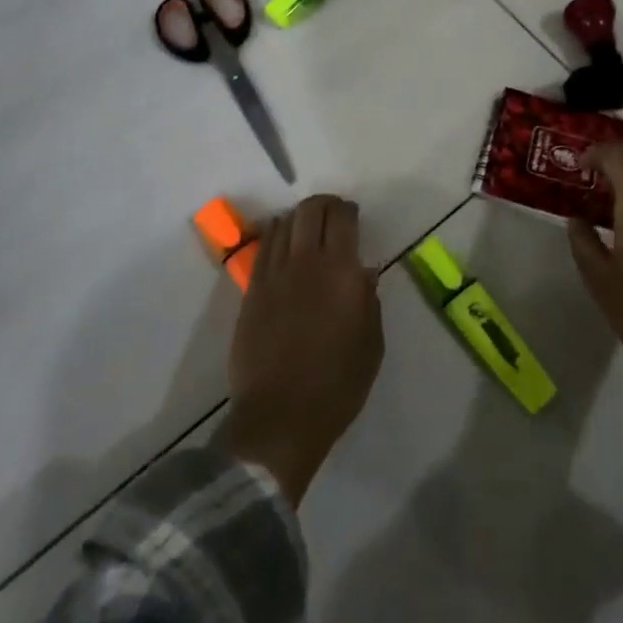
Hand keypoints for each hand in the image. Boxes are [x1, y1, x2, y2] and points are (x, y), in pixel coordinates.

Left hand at [227, 195, 383, 504]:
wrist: (280, 417)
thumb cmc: (337, 386)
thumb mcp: (371, 345)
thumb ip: (369, 301)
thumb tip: (363, 272)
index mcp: (341, 273)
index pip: (342, 219)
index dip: (348, 210)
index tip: (353, 215)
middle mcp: (306, 263)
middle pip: (310, 211)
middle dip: (323, 205)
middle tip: (332, 215)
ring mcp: (273, 275)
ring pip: (284, 224)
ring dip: (298, 218)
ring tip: (307, 228)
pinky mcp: (251, 291)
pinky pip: (264, 248)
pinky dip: (275, 236)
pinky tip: (282, 243)